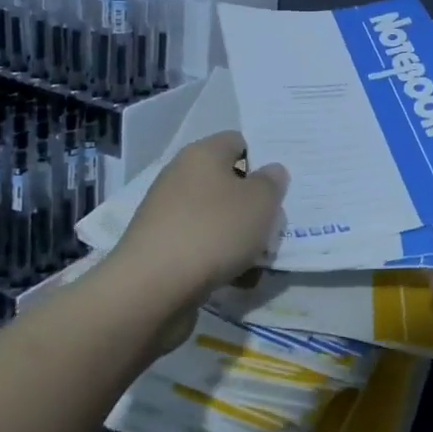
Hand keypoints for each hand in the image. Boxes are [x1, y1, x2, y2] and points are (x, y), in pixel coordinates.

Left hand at [104, 132, 287, 347]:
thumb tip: (270, 171)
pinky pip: (199, 246)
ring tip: (260, 258)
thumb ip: (272, 182)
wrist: (150, 290)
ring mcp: (166, 214)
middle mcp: (180, 177)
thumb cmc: (213, 231)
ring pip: (215, 217)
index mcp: (202, 154)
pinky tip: (236, 279)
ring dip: (238, 235)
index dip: (263, 158)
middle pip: (227, 182)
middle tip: (276, 222)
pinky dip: (218, 258)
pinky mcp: (159, 249)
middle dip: (253, 203)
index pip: (238, 142)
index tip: (282, 184)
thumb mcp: (260, 202)